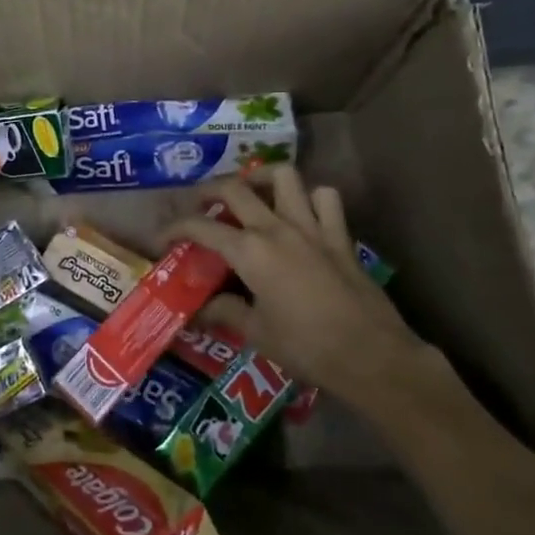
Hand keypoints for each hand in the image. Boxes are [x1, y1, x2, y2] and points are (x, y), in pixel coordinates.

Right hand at [167, 166, 430, 397]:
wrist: (371, 356)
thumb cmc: (307, 347)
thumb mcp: (256, 334)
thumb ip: (225, 313)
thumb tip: (198, 310)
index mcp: (250, 252)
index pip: (201, 227)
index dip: (175, 228)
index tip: (162, 237)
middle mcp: (277, 228)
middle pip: (235, 188)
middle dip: (209, 190)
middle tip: (199, 204)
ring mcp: (312, 227)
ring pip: (284, 177)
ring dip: (262, 178)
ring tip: (251, 193)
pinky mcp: (340, 236)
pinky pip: (326, 199)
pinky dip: (311, 198)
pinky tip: (301, 213)